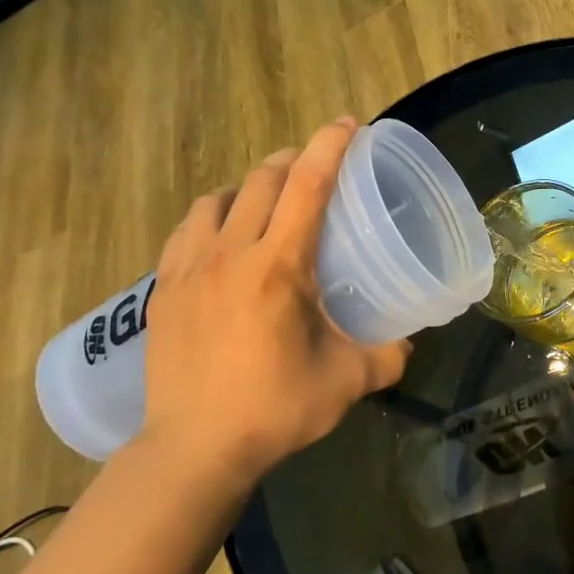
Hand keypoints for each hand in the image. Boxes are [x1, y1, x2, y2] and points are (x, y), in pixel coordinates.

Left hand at [138, 118, 410, 481]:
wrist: (193, 449)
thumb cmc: (275, 410)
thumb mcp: (347, 382)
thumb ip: (387, 355)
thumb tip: (409, 342)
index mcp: (279, 266)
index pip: (308, 186)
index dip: (331, 147)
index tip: (348, 124)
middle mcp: (231, 253)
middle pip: (262, 179)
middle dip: (294, 159)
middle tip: (318, 167)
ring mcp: (190, 268)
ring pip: (218, 198)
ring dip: (248, 186)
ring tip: (268, 201)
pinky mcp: (164, 288)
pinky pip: (187, 229)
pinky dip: (212, 216)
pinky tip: (222, 236)